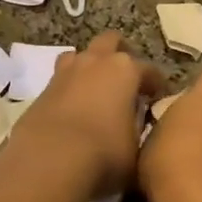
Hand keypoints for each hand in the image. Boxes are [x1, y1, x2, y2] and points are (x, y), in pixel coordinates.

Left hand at [8, 31, 163, 195]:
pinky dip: (70, 87)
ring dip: (90, 65)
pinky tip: (73, 107)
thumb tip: (136, 124)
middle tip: (126, 77)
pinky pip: (61, 78)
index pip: (149, 70)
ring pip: (80, 54)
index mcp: (125, 70)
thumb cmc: (104, 152)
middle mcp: (96, 62)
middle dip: (120, 53)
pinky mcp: (43, 89)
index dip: (156, 84)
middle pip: (110, 41)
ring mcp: (66, 72)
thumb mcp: (136, 147)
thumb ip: (138, 129)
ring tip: (95, 86)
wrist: (50, 160)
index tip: (159, 97)